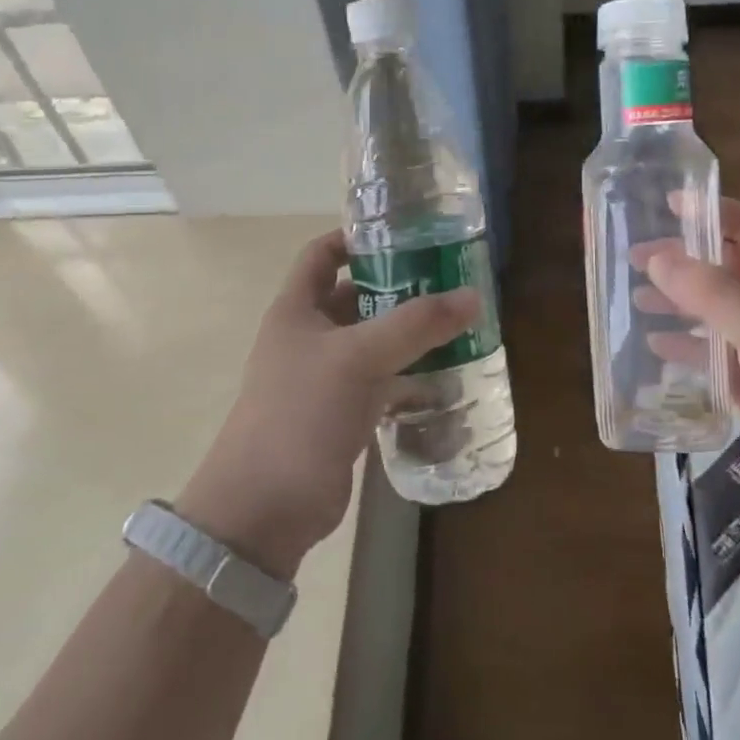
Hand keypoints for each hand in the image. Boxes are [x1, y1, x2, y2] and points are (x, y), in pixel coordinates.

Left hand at [179, 230, 479, 577]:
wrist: (265, 507)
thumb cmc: (300, 414)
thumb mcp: (358, 358)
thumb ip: (416, 325)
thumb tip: (473, 297)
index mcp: (297, 309)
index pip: (322, 254)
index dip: (356, 237)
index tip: (405, 232)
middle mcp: (310, 336)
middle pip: (356, 296)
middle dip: (398, 286)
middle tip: (449, 278)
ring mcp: (326, 377)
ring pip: (374, 340)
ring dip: (410, 332)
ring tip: (460, 321)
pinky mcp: (344, 413)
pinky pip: (383, 380)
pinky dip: (411, 373)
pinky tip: (448, 372)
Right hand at [642, 198, 739, 506]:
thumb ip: (712, 293)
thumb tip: (658, 259)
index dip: (710, 211)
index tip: (667, 204)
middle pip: (719, 266)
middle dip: (679, 258)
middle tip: (634, 256)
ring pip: (708, 310)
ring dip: (674, 300)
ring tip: (634, 296)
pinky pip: (706, 353)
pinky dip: (681, 345)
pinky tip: (652, 345)